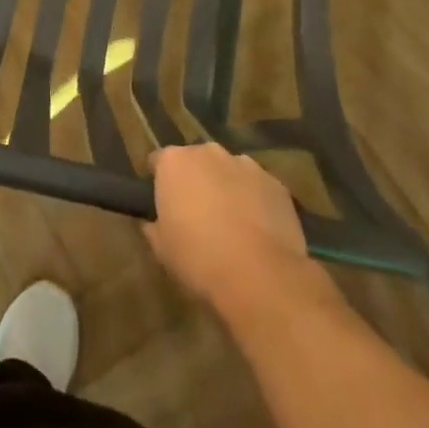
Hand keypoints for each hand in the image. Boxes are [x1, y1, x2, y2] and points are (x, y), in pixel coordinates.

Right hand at [145, 144, 336, 322]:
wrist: (260, 275)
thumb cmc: (198, 258)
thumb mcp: (160, 248)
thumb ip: (153, 226)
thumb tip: (153, 222)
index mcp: (174, 161)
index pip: (159, 161)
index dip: (159, 182)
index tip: (162, 204)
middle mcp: (209, 152)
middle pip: (197, 161)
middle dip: (196, 180)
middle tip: (197, 214)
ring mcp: (246, 164)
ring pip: (230, 172)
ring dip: (227, 188)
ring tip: (232, 224)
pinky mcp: (276, 184)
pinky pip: (258, 188)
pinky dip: (255, 201)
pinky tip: (258, 231)